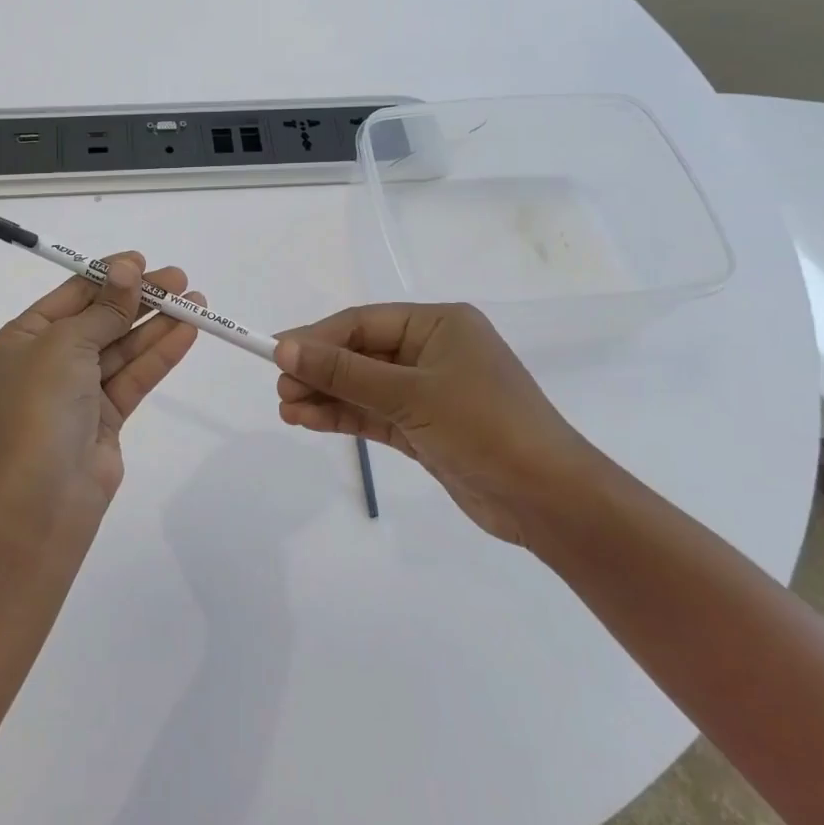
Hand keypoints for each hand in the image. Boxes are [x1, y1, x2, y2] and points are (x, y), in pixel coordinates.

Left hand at [0, 253, 201, 529]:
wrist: (42, 495)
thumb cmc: (41, 404)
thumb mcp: (67, 343)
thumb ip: (105, 309)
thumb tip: (128, 269)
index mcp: (22, 339)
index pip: (70, 297)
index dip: (107, 276)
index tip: (142, 262)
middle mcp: (47, 362)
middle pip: (101, 320)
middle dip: (139, 299)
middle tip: (179, 280)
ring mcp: (77, 391)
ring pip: (122, 349)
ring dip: (157, 325)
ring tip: (196, 303)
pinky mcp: (105, 418)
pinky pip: (134, 377)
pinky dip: (159, 355)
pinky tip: (187, 333)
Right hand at [274, 303, 598, 545]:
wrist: (549, 501)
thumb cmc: (484, 427)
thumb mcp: (409, 394)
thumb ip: (344, 372)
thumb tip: (285, 348)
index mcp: (439, 325)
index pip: (362, 323)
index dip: (316, 337)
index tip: (274, 353)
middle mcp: (433, 351)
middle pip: (360, 354)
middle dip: (319, 370)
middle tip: (280, 388)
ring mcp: (430, 391)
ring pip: (364, 387)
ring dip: (326, 396)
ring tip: (286, 409)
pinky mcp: (426, 427)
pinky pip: (375, 414)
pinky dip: (344, 417)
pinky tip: (309, 421)